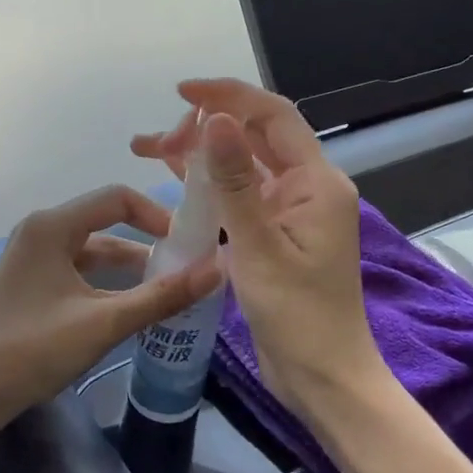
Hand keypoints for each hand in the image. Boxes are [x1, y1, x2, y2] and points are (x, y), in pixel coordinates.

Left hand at [0, 184, 223, 421]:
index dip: (157, 215)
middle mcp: (41, 230)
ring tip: (167, 292)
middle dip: (147, 244)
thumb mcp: (104, 322)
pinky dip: (107, 282)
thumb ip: (162, 296)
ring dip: (129, 268)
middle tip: (186, 269)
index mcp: (53, 225)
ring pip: (93, 250)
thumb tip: (217, 269)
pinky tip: (130, 307)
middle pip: (106, 222)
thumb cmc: (34, 349)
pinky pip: (79, 269)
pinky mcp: (31, 281)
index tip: (188, 243)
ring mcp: (33, 256)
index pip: (117, 198)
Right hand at [133, 81, 387, 415]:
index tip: (182, 93)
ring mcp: (289, 213)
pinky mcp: (273, 237)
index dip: (229, 96)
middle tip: (156, 141)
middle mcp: (306, 188)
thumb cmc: (298, 316)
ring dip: (201, 156)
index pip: (273, 117)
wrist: (322, 379)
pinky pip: (239, 198)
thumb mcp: (259, 247)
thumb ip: (235, 181)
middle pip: (254, 138)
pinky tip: (175, 185)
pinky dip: (209, 188)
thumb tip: (217, 118)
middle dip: (205, 128)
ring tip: (150, 151)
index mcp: (316, 182)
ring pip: (242, 167)